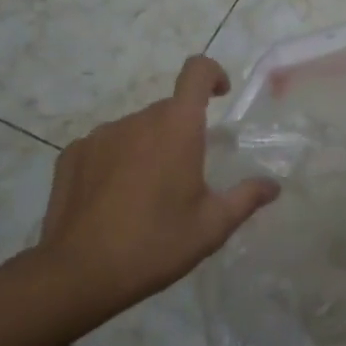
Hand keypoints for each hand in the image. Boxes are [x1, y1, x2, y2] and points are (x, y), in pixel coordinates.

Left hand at [37, 56, 279, 326]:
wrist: (77, 274)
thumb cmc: (155, 244)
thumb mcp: (211, 227)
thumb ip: (245, 198)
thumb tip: (272, 186)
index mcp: (177, 127)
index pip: (196, 71)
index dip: (212, 74)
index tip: (220, 96)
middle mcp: (138, 120)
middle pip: (168, 109)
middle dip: (182, 130)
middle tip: (186, 175)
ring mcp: (100, 135)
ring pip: (136, 129)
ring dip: (148, 147)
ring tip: (147, 193)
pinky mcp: (72, 154)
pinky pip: (105, 146)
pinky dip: (116, 161)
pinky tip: (113, 199)